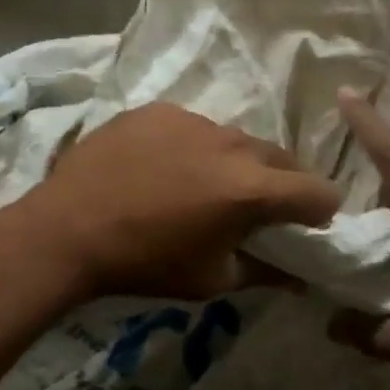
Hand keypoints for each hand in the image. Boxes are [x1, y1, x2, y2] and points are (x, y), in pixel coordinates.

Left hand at [9, 102, 342, 299]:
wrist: (68, 229)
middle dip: (281, 184)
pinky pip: (194, 127)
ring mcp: (194, 120)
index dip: (321, 210)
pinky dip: (193, 148)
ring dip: (234, 163)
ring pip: (236, 140)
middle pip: (280, 159)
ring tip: (202, 187)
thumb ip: (264, 273)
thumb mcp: (211, 279)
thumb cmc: (145, 263)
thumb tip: (299, 278)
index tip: (307, 224)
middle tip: (257, 209)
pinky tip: (162, 169)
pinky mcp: (160, 110)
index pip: (317, 191)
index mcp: (252, 190)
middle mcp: (232, 145)